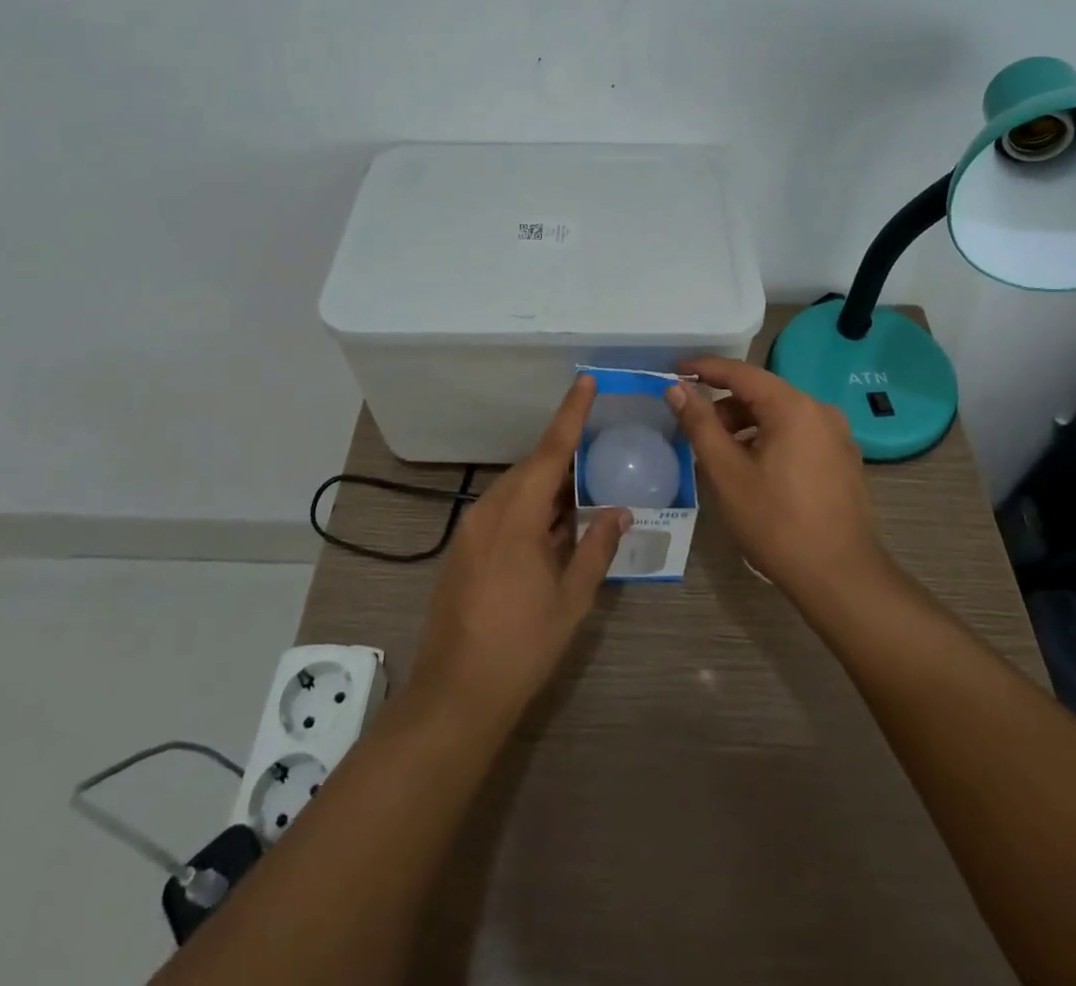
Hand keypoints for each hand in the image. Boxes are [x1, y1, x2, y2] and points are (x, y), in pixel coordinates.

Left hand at [410, 376, 629, 724]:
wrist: (455, 694)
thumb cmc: (521, 646)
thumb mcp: (571, 599)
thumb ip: (596, 548)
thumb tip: (619, 511)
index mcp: (516, 516)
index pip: (551, 452)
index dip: (571, 414)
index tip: (586, 381)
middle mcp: (489, 511)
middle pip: (532, 468)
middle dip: (565, 457)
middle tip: (600, 451)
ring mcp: (472, 531)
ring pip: (516, 490)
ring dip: (548, 486)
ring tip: (583, 490)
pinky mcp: (464, 549)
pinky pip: (503, 511)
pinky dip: (530, 508)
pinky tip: (553, 527)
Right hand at [665, 356, 887, 599]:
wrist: (841, 577)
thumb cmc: (777, 523)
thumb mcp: (727, 472)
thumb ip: (700, 424)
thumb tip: (677, 389)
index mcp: (793, 407)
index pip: (741, 373)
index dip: (705, 369)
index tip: (675, 371)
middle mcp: (820, 411)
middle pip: (762, 394)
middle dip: (724, 406)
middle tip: (693, 427)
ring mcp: (837, 436)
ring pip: (780, 416)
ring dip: (746, 426)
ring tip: (720, 455)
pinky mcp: (843, 460)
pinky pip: (798, 435)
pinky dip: (770, 440)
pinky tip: (754, 471)